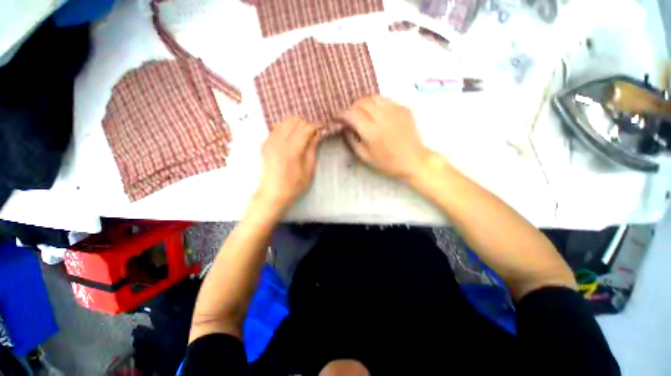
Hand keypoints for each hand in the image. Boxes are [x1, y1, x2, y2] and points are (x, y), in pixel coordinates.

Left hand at [255, 116, 319, 210]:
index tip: (322, 129)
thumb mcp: (309, 170)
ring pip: (285, 121)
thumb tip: (317, 134)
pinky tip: (291, 139)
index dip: (316, 126)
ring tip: (302, 136)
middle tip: (312, 134)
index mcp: (292, 149)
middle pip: (294, 120)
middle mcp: (279, 141)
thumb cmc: (294, 186)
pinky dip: (286, 129)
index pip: (305, 128)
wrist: (272, 194)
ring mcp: (269, 141)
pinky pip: (277, 128)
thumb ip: (312, 149)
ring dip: (296, 125)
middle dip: (306, 124)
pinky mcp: (265, 143)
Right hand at [338, 95, 432, 181]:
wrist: (413, 160)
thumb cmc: (387, 162)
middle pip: (361, 102)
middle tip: (350, 116)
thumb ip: (351, 141)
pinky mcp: (403, 108)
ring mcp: (394, 110)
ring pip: (373, 97)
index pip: (351, 114)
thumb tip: (345, 128)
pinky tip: (376, 112)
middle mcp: (381, 116)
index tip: (338, 118)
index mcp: (371, 131)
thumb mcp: (365, 156)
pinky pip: (385, 100)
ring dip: (363, 103)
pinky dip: (376, 103)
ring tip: (362, 112)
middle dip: (352, 108)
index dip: (341, 114)